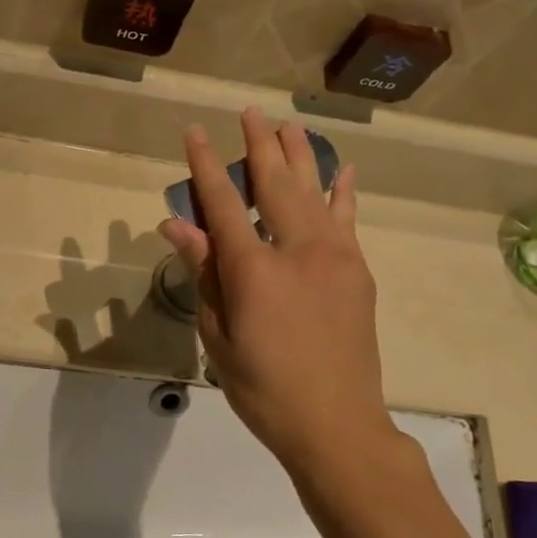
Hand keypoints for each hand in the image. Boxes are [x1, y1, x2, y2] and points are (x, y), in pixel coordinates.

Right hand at [159, 108, 396, 480]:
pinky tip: (344, 171)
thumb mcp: (218, 336)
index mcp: (254, 270)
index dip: (205, 165)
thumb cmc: (263, 388)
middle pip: (275, 184)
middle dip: (260, 145)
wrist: (337, 425)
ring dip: (301, 156)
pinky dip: (343, 192)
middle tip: (250, 113)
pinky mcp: (358, 272)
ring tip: (291, 125)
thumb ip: (204, 274)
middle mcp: (298, 250)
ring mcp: (336, 258)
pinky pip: (348, 220)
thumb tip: (178, 225)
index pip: (223, 203)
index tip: (195, 132)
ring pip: (315, 192)